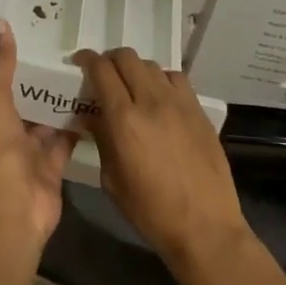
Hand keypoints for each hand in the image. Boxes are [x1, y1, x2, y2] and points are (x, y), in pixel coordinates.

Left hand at [0, 18, 78, 253]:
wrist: (17, 206)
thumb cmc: (0, 150)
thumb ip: (2, 64)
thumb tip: (0, 21)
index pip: (1, 85)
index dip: (14, 65)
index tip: (36, 40)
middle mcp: (8, 134)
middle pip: (27, 102)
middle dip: (43, 83)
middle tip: (68, 55)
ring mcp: (32, 152)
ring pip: (49, 120)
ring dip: (63, 102)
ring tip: (86, 73)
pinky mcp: (54, 165)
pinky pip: (67, 139)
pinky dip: (79, 126)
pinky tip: (97, 104)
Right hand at [72, 47, 249, 277]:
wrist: (205, 226)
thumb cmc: (151, 211)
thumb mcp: (112, 180)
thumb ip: (101, 140)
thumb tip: (91, 118)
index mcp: (124, 120)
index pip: (102, 70)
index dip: (87, 60)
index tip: (80, 62)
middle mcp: (151, 101)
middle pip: (127, 57)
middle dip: (110, 60)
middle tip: (103, 74)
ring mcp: (179, 103)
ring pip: (151, 65)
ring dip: (136, 70)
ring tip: (132, 86)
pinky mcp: (199, 110)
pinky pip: (176, 79)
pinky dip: (161, 80)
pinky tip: (159, 97)